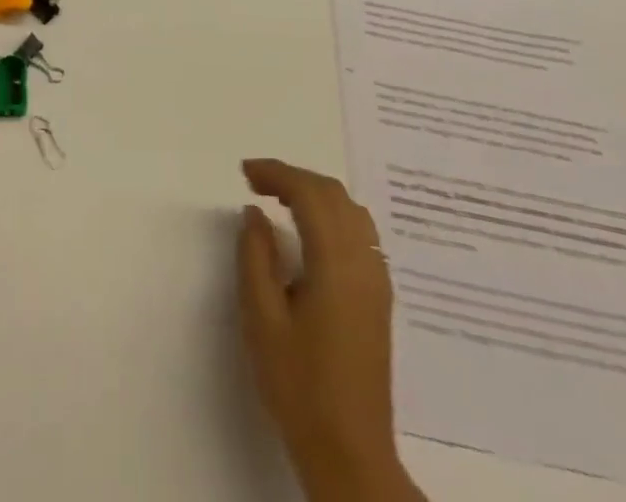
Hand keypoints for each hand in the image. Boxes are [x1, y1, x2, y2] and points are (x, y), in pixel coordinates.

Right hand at [237, 159, 424, 501]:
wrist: (350, 453)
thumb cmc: (300, 386)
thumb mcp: (262, 319)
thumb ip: (255, 257)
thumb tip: (254, 213)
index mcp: (336, 263)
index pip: (308, 194)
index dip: (276, 173)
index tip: (245, 173)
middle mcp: (364, 261)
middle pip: (333, 195)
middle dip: (294, 178)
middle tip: (256, 182)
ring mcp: (378, 279)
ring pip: (351, 210)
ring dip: (315, 193)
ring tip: (280, 199)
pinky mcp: (380, 297)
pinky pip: (360, 232)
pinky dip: (332, 214)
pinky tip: (310, 231)